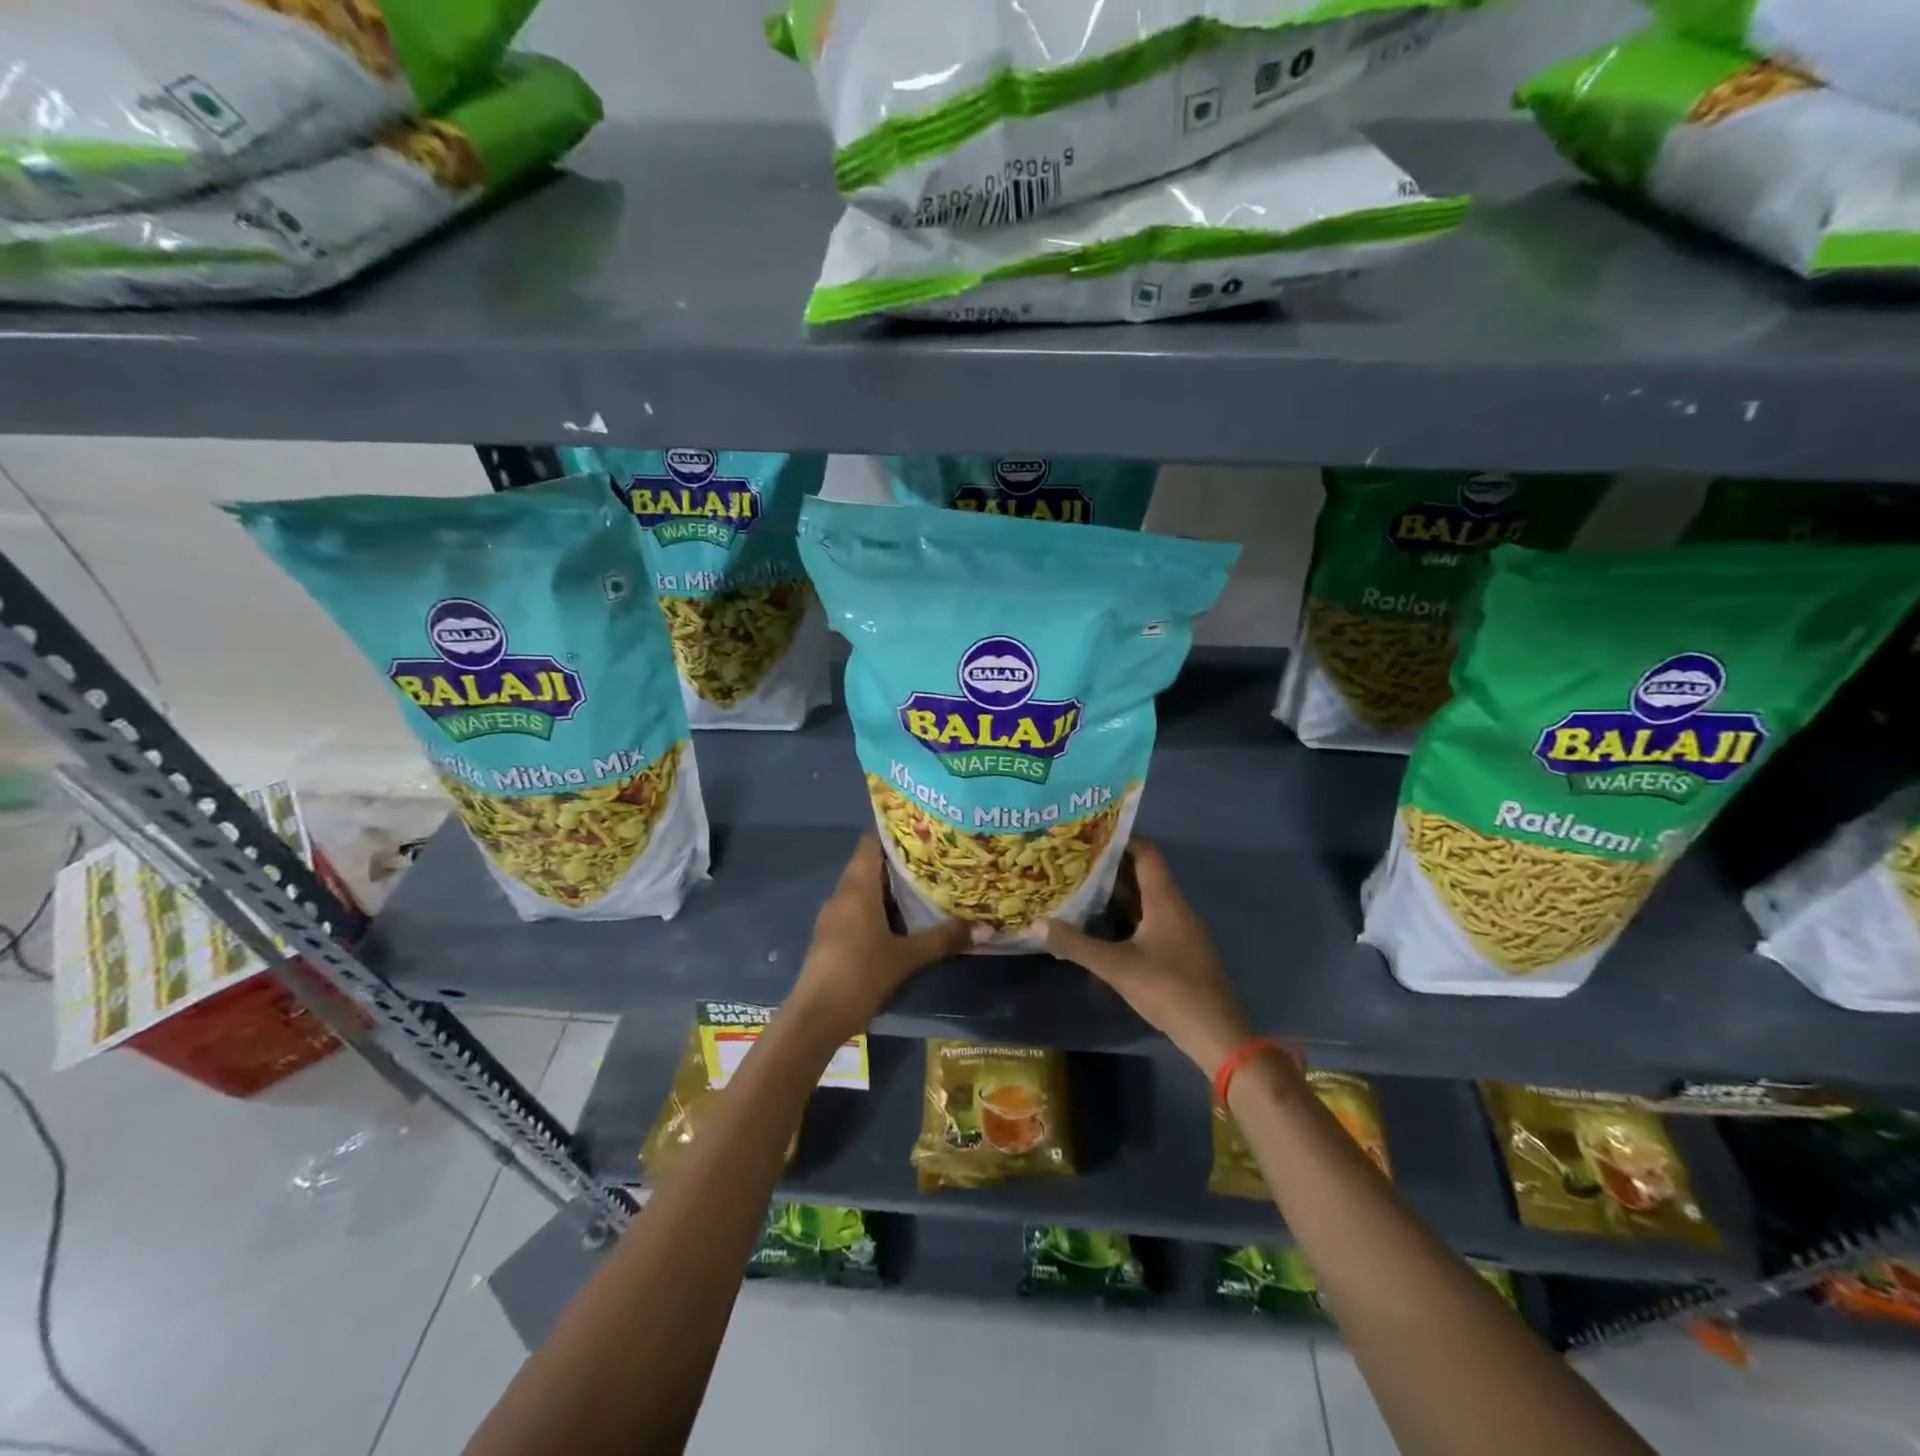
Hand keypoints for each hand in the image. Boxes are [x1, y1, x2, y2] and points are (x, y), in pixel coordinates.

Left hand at [785, 834, 971, 1042]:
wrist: (815, 1017)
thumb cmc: (860, 974)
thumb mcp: (907, 957)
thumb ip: (943, 939)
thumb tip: (986, 928)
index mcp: (858, 887)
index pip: (871, 841)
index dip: (894, 830)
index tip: (923, 827)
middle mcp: (843, 893)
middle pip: (870, 863)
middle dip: (900, 858)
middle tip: (936, 854)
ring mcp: (835, 915)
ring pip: (864, 887)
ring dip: (890, 884)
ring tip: (926, 881)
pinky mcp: (833, 935)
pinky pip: (858, 907)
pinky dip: (880, 904)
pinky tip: (903, 916)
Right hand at [1039, 839, 1261, 1075]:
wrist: (1215, 1032)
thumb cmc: (1168, 989)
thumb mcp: (1116, 966)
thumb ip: (1076, 944)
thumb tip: (1036, 923)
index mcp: (1165, 900)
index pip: (1146, 853)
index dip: (1121, 840)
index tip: (1089, 834)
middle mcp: (1175, 907)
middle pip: (1144, 874)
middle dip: (1111, 867)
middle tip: (1075, 860)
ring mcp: (1180, 930)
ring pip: (1146, 899)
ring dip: (1118, 893)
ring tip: (1082, 887)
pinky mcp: (1179, 950)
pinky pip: (1151, 920)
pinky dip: (1127, 916)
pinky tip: (1103, 925)